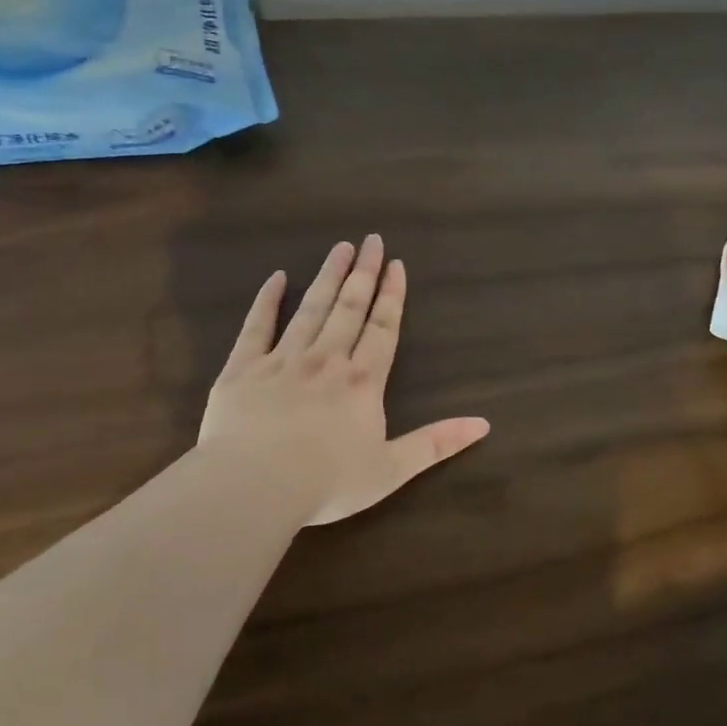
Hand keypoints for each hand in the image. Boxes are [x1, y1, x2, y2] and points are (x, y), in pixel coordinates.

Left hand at [198, 234, 490, 525]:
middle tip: (370, 240)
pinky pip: (256, 326)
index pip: (382, 328)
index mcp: (361, 382)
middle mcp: (326, 360)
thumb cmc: (327, 482)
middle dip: (363, 273)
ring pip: (310, 308)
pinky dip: (267, 300)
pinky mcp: (243, 368)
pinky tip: (277, 277)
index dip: (392, 296)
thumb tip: (484, 424)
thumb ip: (436, 444)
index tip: (396, 264)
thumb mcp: (391, 470)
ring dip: (327, 277)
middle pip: (349, 308)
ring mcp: (282, 360)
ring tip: (339, 247)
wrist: (255, 485)